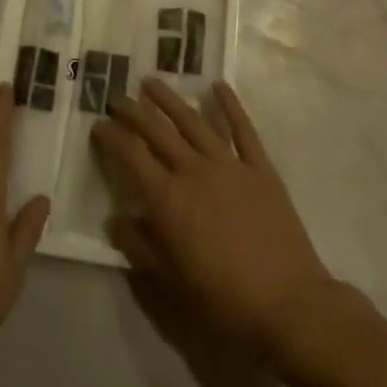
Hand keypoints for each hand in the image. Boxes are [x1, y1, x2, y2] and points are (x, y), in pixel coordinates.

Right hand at [91, 78, 336, 366]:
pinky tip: (219, 85)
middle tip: (117, 97)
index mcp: (169, 200)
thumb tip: (115, 219)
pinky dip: (230, 105)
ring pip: (193, 122)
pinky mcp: (260, 167)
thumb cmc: (224, 300)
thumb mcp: (172, 282)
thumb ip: (140, 246)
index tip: (98, 124)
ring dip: (170, 100)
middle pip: (158, 132)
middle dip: (134, 112)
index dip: (112, 138)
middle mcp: (194, 171)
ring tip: (152, 82)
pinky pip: (242, 129)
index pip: (131, 158)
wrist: (288, 304)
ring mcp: (230, 164)